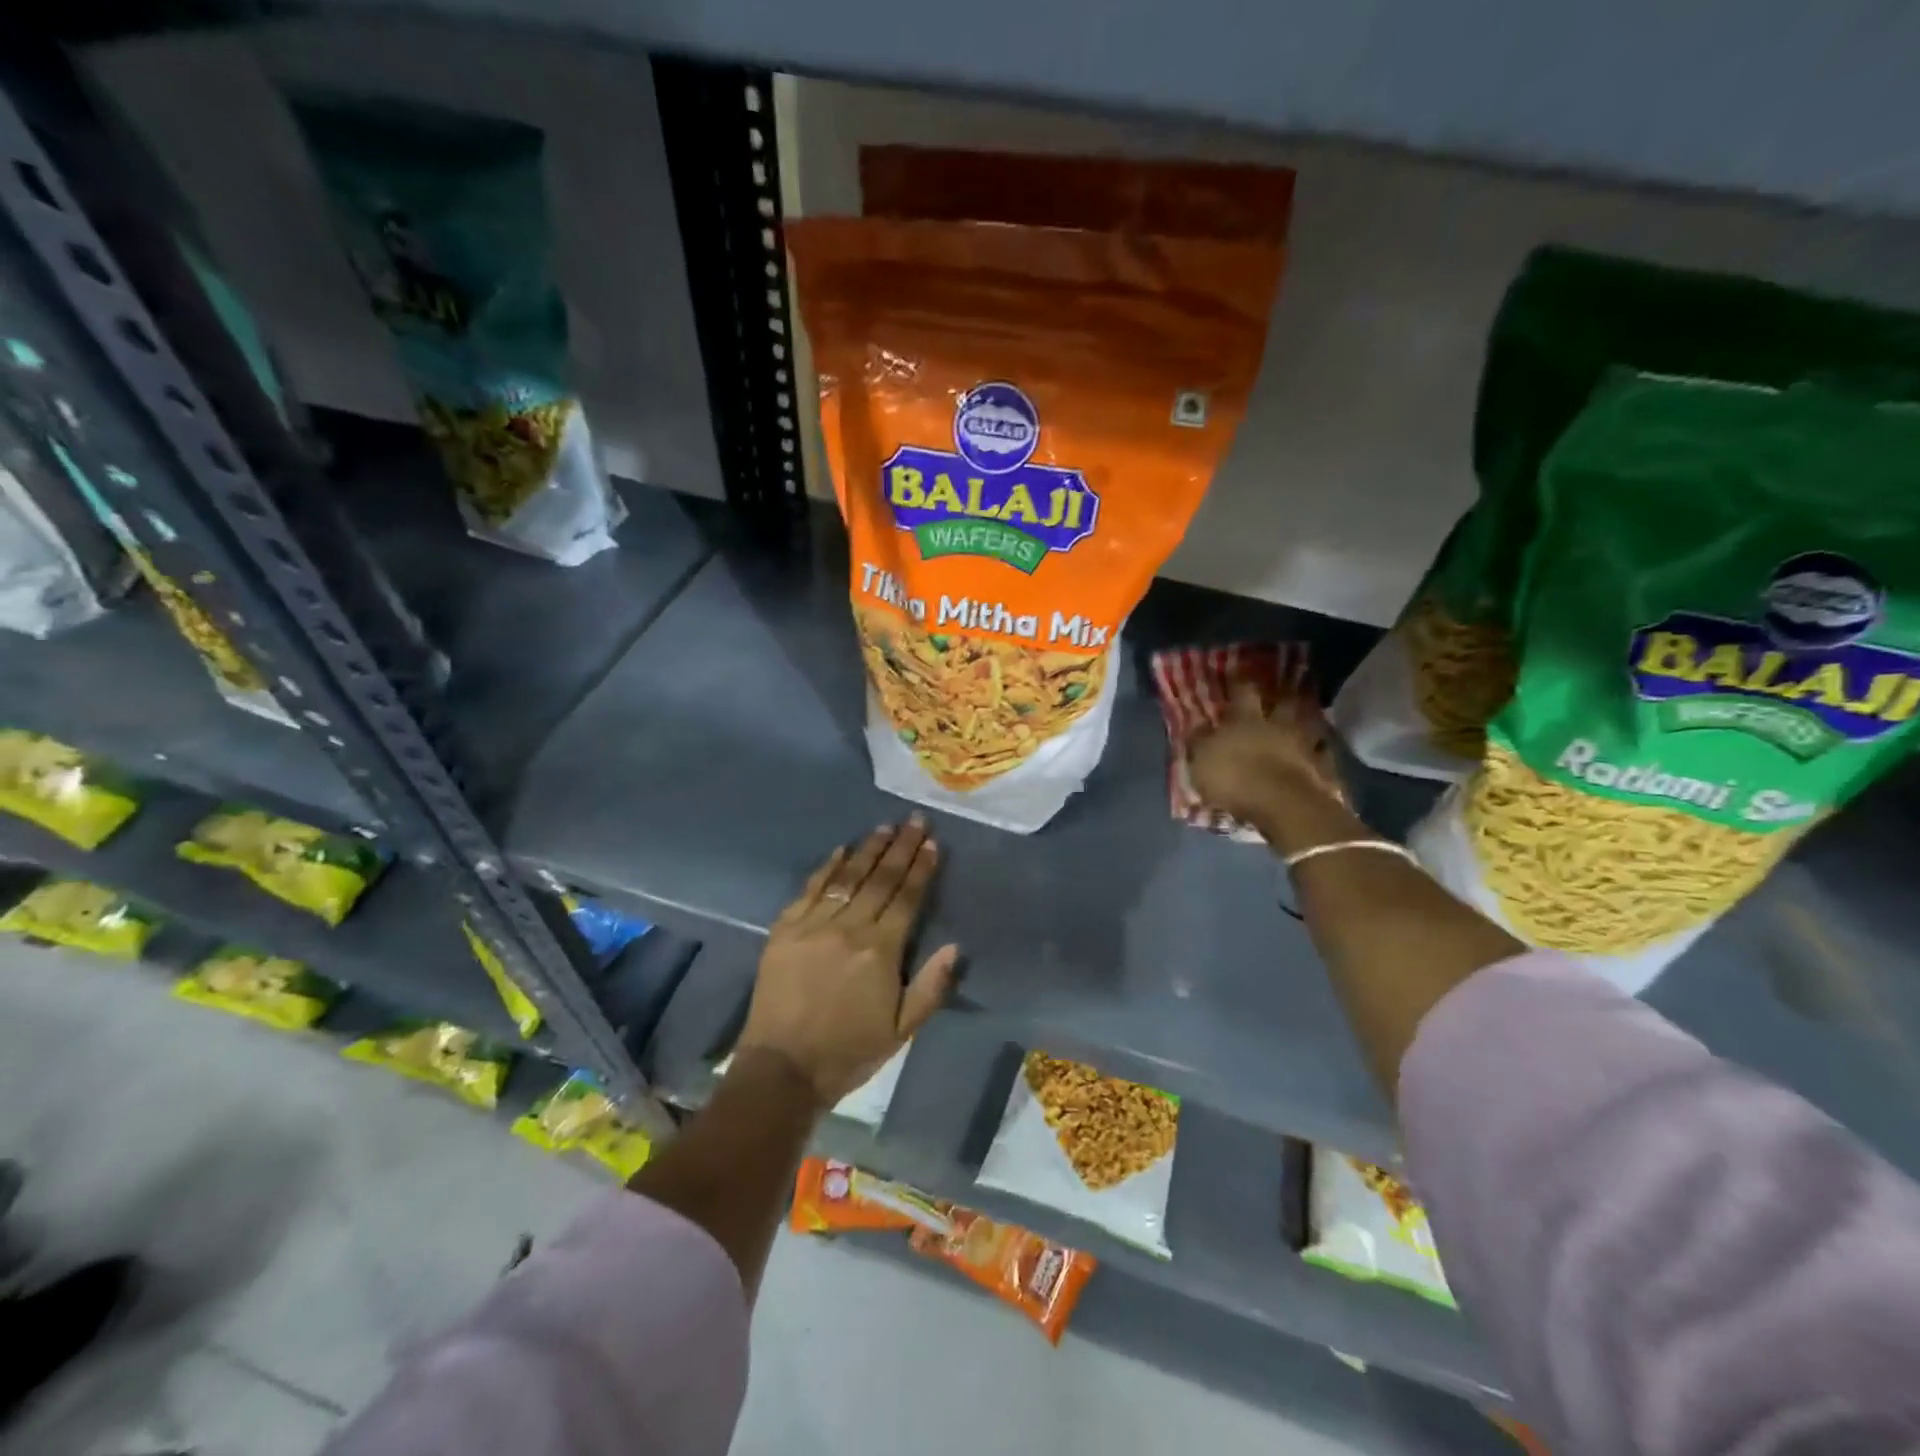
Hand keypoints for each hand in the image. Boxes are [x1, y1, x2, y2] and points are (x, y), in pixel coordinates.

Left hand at [736, 817, 959, 1107]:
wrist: (782, 1069)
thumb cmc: (849, 1052)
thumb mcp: (902, 1030)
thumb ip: (931, 986)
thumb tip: (954, 946)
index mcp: (880, 951)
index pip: (906, 898)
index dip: (921, 868)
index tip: (932, 843)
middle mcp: (849, 928)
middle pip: (880, 879)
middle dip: (900, 847)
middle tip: (914, 820)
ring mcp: (813, 925)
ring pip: (847, 877)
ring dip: (868, 849)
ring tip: (884, 826)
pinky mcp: (784, 929)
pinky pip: (810, 889)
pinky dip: (826, 867)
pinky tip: (840, 850)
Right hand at [1188, 680, 1344, 830]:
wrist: (1281, 805)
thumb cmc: (1234, 778)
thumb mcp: (1201, 760)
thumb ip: (1199, 741)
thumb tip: (1197, 723)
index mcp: (1246, 720)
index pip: (1243, 692)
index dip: (1240, 680)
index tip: (1239, 668)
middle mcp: (1277, 725)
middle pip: (1284, 703)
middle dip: (1284, 694)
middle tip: (1285, 687)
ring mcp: (1303, 745)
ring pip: (1310, 724)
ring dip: (1309, 718)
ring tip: (1309, 713)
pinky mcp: (1321, 768)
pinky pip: (1324, 754)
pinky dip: (1323, 750)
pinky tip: (1323, 750)